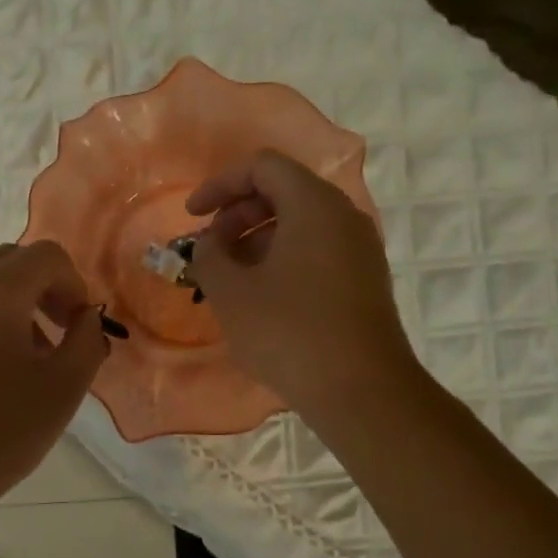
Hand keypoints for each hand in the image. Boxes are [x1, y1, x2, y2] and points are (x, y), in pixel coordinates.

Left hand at [0, 241, 107, 514]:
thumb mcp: (63, 390)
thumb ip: (87, 341)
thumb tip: (85, 318)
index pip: (46, 256)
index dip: (73, 284)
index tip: (77, 327)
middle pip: (7, 263)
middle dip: (39, 291)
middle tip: (52, 339)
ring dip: (4, 310)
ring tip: (12, 366)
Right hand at [187, 149, 416, 422]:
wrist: (360, 390)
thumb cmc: (288, 332)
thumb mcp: (230, 292)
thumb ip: (209, 254)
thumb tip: (212, 242)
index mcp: (313, 205)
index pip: (262, 167)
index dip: (220, 185)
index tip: (192, 216)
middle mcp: (344, 216)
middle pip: (283, 191)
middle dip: (237, 213)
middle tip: (210, 249)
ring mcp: (360, 249)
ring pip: (300, 223)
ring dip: (257, 239)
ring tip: (229, 277)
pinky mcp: (365, 279)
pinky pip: (317, 250)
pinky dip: (283, 258)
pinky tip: (261, 296)